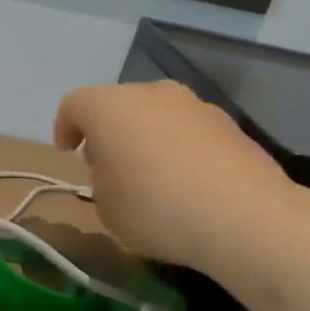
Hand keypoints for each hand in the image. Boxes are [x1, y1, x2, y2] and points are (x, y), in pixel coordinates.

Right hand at [53, 80, 296, 272]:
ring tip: (154, 179)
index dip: (65, 128)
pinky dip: (181, 149)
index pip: (74, 105)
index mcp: (110, 107)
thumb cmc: (156, 209)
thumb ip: (101, 181)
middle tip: (110, 169)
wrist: (244, 217)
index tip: (69, 154)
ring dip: (147, 139)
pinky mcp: (229, 123)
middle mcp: (151, 93)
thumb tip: (119, 171)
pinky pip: (189, 131)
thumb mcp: (106, 208)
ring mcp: (194, 104)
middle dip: (109, 133)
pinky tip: (189, 184)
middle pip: (118, 105)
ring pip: (157, 115)